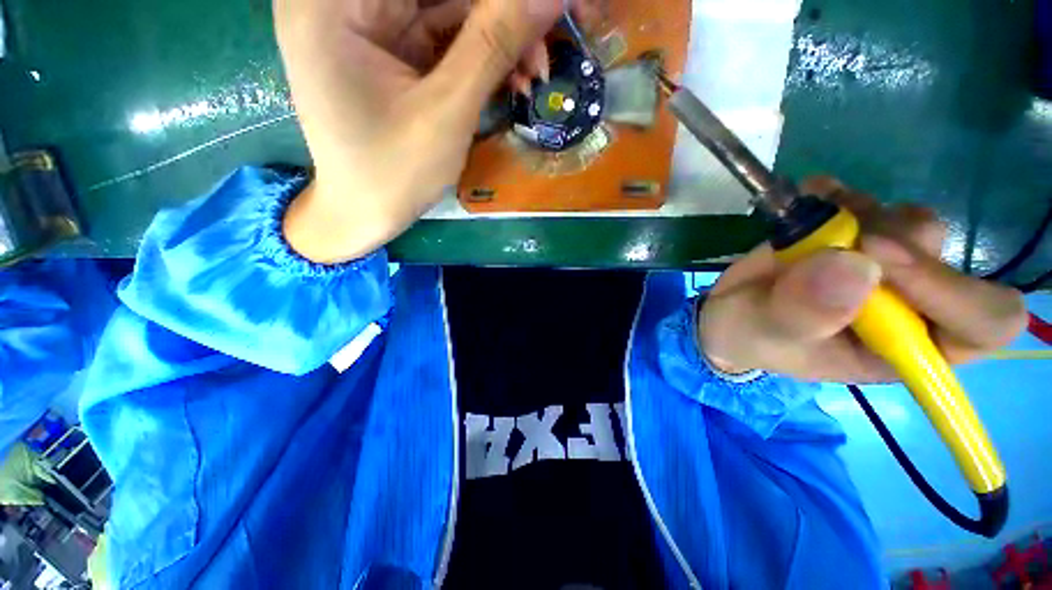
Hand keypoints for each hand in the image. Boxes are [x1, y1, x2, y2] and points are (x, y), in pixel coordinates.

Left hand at [275, 0, 577, 262]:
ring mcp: (366, 23)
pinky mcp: (389, 49)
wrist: (362, 215)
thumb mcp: (446, 112)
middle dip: (502, 16)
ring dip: (499, 39)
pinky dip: (481, 55)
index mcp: (336, 2)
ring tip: (533, 75)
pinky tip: (510, 79)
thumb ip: (495, 45)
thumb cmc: (393, 175)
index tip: (544, 12)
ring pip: (448, 8)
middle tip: (544, 52)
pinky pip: (444, 35)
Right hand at [698, 177, 1028, 382]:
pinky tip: (810, 198)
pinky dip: (839, 194)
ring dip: (862, 213)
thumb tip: (856, 266)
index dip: (953, 290)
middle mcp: (908, 305)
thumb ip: (804, 314)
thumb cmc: (749, 336)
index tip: (879, 260)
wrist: (729, 311)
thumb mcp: (765, 334)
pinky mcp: (854, 237)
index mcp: (903, 348)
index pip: (982, 323)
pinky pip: (869, 201)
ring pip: (911, 223)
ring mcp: (883, 266)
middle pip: (944, 257)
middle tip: (839, 235)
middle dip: (893, 239)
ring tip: (810, 223)